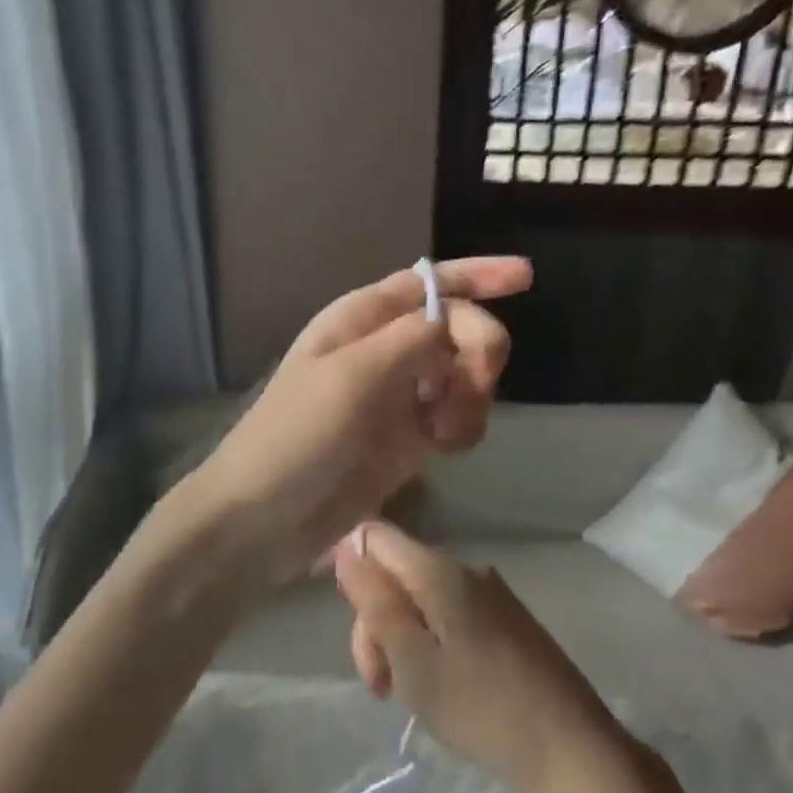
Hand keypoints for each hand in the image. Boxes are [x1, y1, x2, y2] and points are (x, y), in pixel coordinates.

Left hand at [184, 257, 529, 590]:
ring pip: (464, 375)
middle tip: (474, 384)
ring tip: (445, 432)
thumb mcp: (351, 375)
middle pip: (457, 328)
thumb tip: (452, 322)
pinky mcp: (407, 440)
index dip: (478, 275)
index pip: (428, 283)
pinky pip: (457, 418)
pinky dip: (464, 428)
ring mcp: (397, 396)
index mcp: (361, 320)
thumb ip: (410, 340)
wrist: (265, 518)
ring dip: (472, 397)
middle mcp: (383, 350)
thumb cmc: (297, 436)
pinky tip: (445, 450)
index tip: (527, 276)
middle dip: (478, 350)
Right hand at [331, 521, 628, 792]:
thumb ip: (375, 602)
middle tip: (379, 685)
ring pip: (421, 597)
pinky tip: (439, 685)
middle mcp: (465, 568)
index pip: (374, 536)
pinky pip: (449, 613)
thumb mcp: (412, 661)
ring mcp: (490, 593)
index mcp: (438, 570)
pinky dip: (430, 642)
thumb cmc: (482, 708)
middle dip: (375, 620)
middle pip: (396, 572)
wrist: (573, 749)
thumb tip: (346, 549)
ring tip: (408, 693)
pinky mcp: (507, 619)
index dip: (347, 564)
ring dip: (401, 637)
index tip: (344, 619)